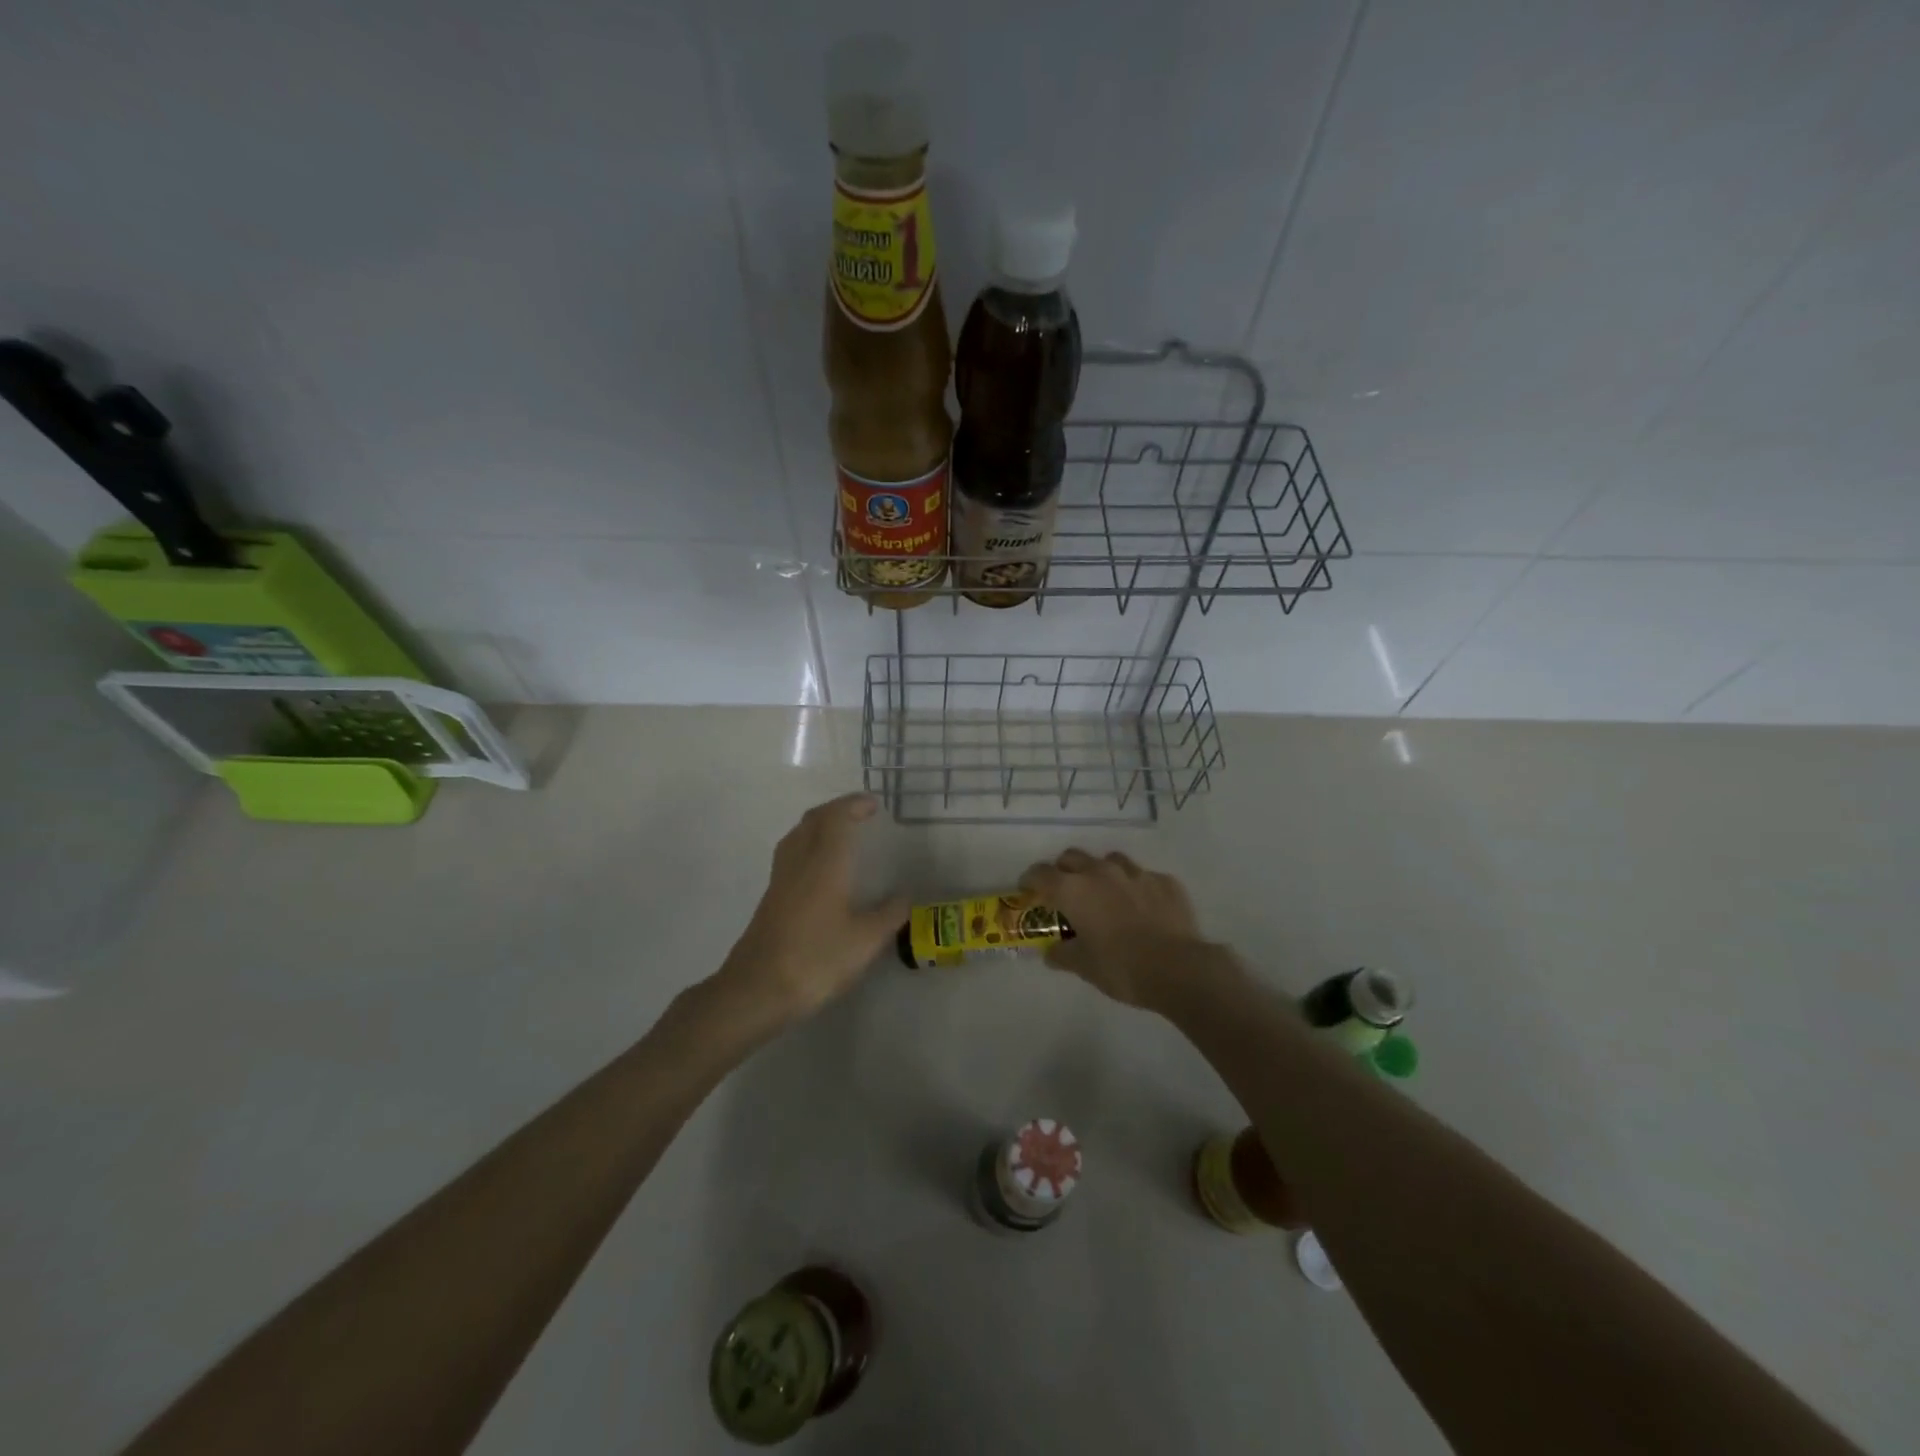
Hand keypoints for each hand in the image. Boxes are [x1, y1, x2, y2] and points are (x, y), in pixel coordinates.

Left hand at [718, 792, 906, 1021]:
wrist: (756, 991)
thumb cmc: (816, 960)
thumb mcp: (865, 941)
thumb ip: (888, 915)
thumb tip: (904, 897)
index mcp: (824, 864)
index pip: (836, 818)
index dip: (854, 805)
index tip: (873, 804)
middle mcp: (799, 863)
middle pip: (813, 820)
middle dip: (836, 810)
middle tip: (860, 814)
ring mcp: (780, 881)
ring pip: (797, 836)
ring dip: (819, 825)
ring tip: (840, 834)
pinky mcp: (770, 900)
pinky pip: (790, 855)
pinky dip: (808, 845)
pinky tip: (820, 869)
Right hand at [1019, 848, 1209, 1008]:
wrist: (1178, 968)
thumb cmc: (1120, 967)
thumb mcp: (1083, 966)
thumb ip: (1062, 954)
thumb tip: (1052, 952)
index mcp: (1074, 890)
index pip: (1041, 873)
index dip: (1030, 879)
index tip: (1028, 889)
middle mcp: (1101, 872)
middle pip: (1073, 857)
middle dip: (1064, 870)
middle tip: (1065, 891)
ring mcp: (1136, 873)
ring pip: (1110, 861)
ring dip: (1101, 873)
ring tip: (1106, 895)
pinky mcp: (1165, 881)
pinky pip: (1143, 877)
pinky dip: (1136, 888)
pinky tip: (1142, 908)